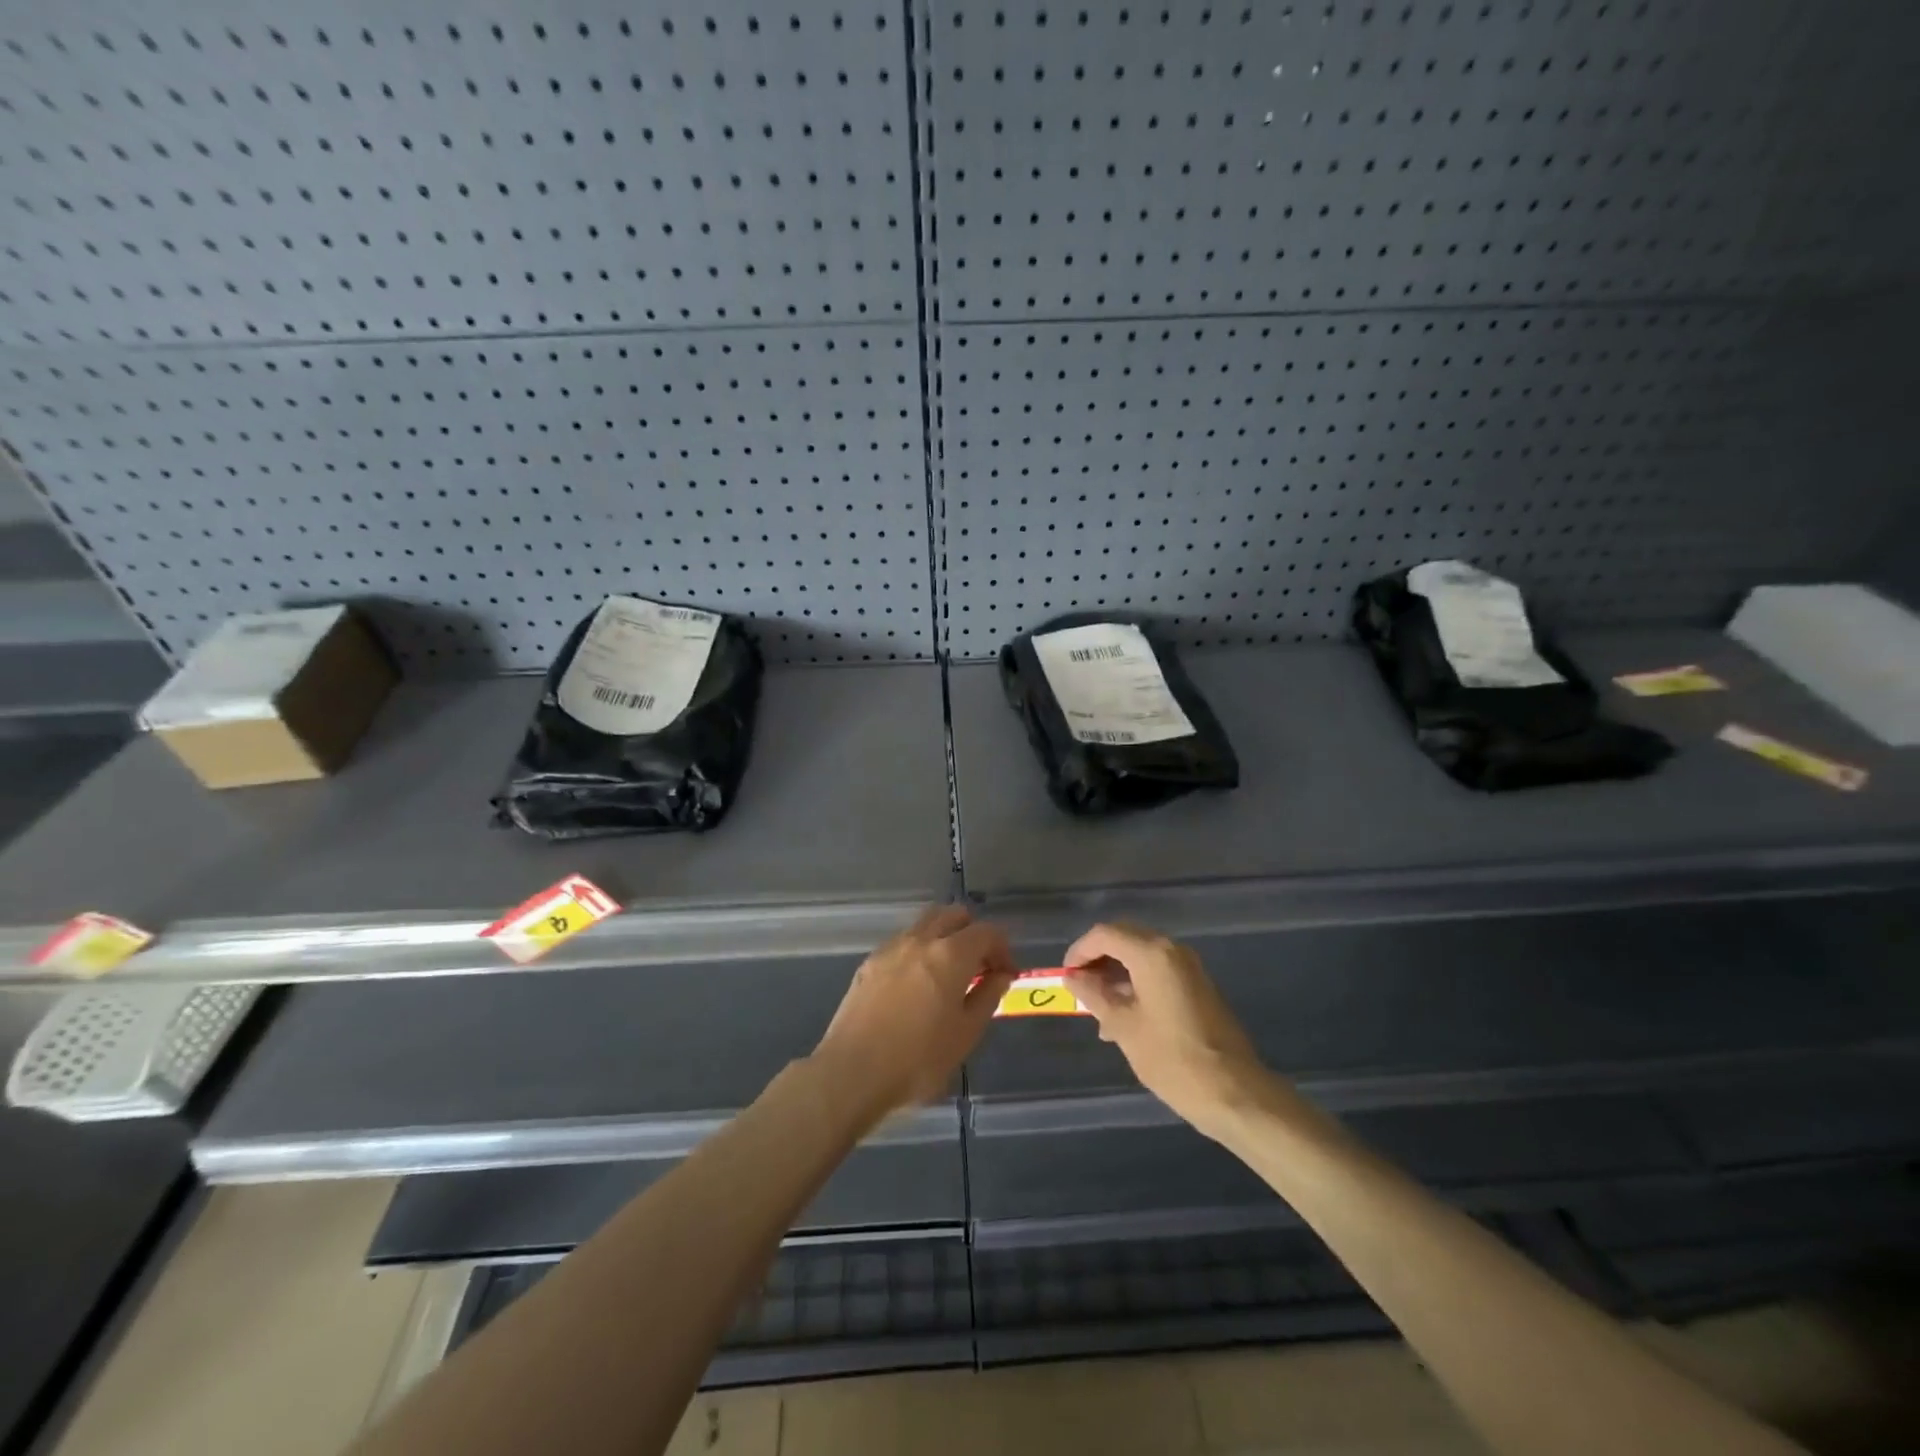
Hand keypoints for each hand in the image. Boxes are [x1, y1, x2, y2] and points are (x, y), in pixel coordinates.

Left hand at [812, 905, 1015, 1123]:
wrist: (852, 1072)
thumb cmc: (918, 1060)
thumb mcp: (965, 1034)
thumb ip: (987, 997)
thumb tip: (1001, 975)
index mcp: (950, 954)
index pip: (987, 932)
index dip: (1003, 948)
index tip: (1006, 974)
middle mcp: (920, 940)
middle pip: (954, 915)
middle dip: (973, 933)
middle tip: (979, 966)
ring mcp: (891, 948)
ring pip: (925, 924)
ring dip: (944, 937)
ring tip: (949, 973)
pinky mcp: (869, 963)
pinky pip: (903, 942)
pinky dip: (919, 950)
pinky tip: (918, 984)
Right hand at [1065, 923, 1274, 1136]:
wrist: (1235, 1092)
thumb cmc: (1172, 1059)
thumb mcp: (1123, 1027)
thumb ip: (1094, 995)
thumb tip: (1073, 978)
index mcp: (1152, 954)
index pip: (1105, 934)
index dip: (1079, 951)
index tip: (1065, 976)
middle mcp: (1172, 950)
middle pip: (1124, 939)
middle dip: (1097, 959)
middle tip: (1079, 988)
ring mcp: (1189, 968)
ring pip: (1141, 956)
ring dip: (1116, 974)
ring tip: (1098, 1012)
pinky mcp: (1198, 986)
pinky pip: (1158, 972)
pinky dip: (1136, 984)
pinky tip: (1125, 1019)